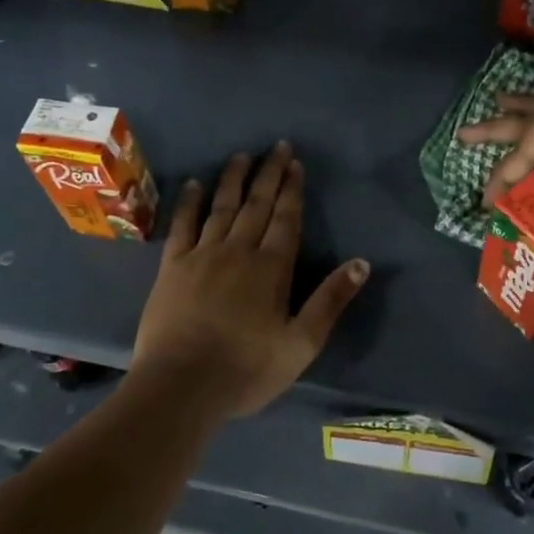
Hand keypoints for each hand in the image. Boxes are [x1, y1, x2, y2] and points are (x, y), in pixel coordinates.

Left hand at [130, 143, 369, 421]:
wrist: (180, 386)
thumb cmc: (246, 369)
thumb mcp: (301, 343)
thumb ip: (330, 300)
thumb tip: (361, 263)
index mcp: (272, 268)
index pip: (286, 219)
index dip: (292, 190)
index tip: (295, 164)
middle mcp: (238, 251)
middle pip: (256, 205)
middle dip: (268, 174)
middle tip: (276, 147)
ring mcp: (202, 255)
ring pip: (222, 207)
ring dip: (233, 180)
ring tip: (241, 156)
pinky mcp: (172, 267)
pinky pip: (182, 225)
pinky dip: (189, 202)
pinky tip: (194, 184)